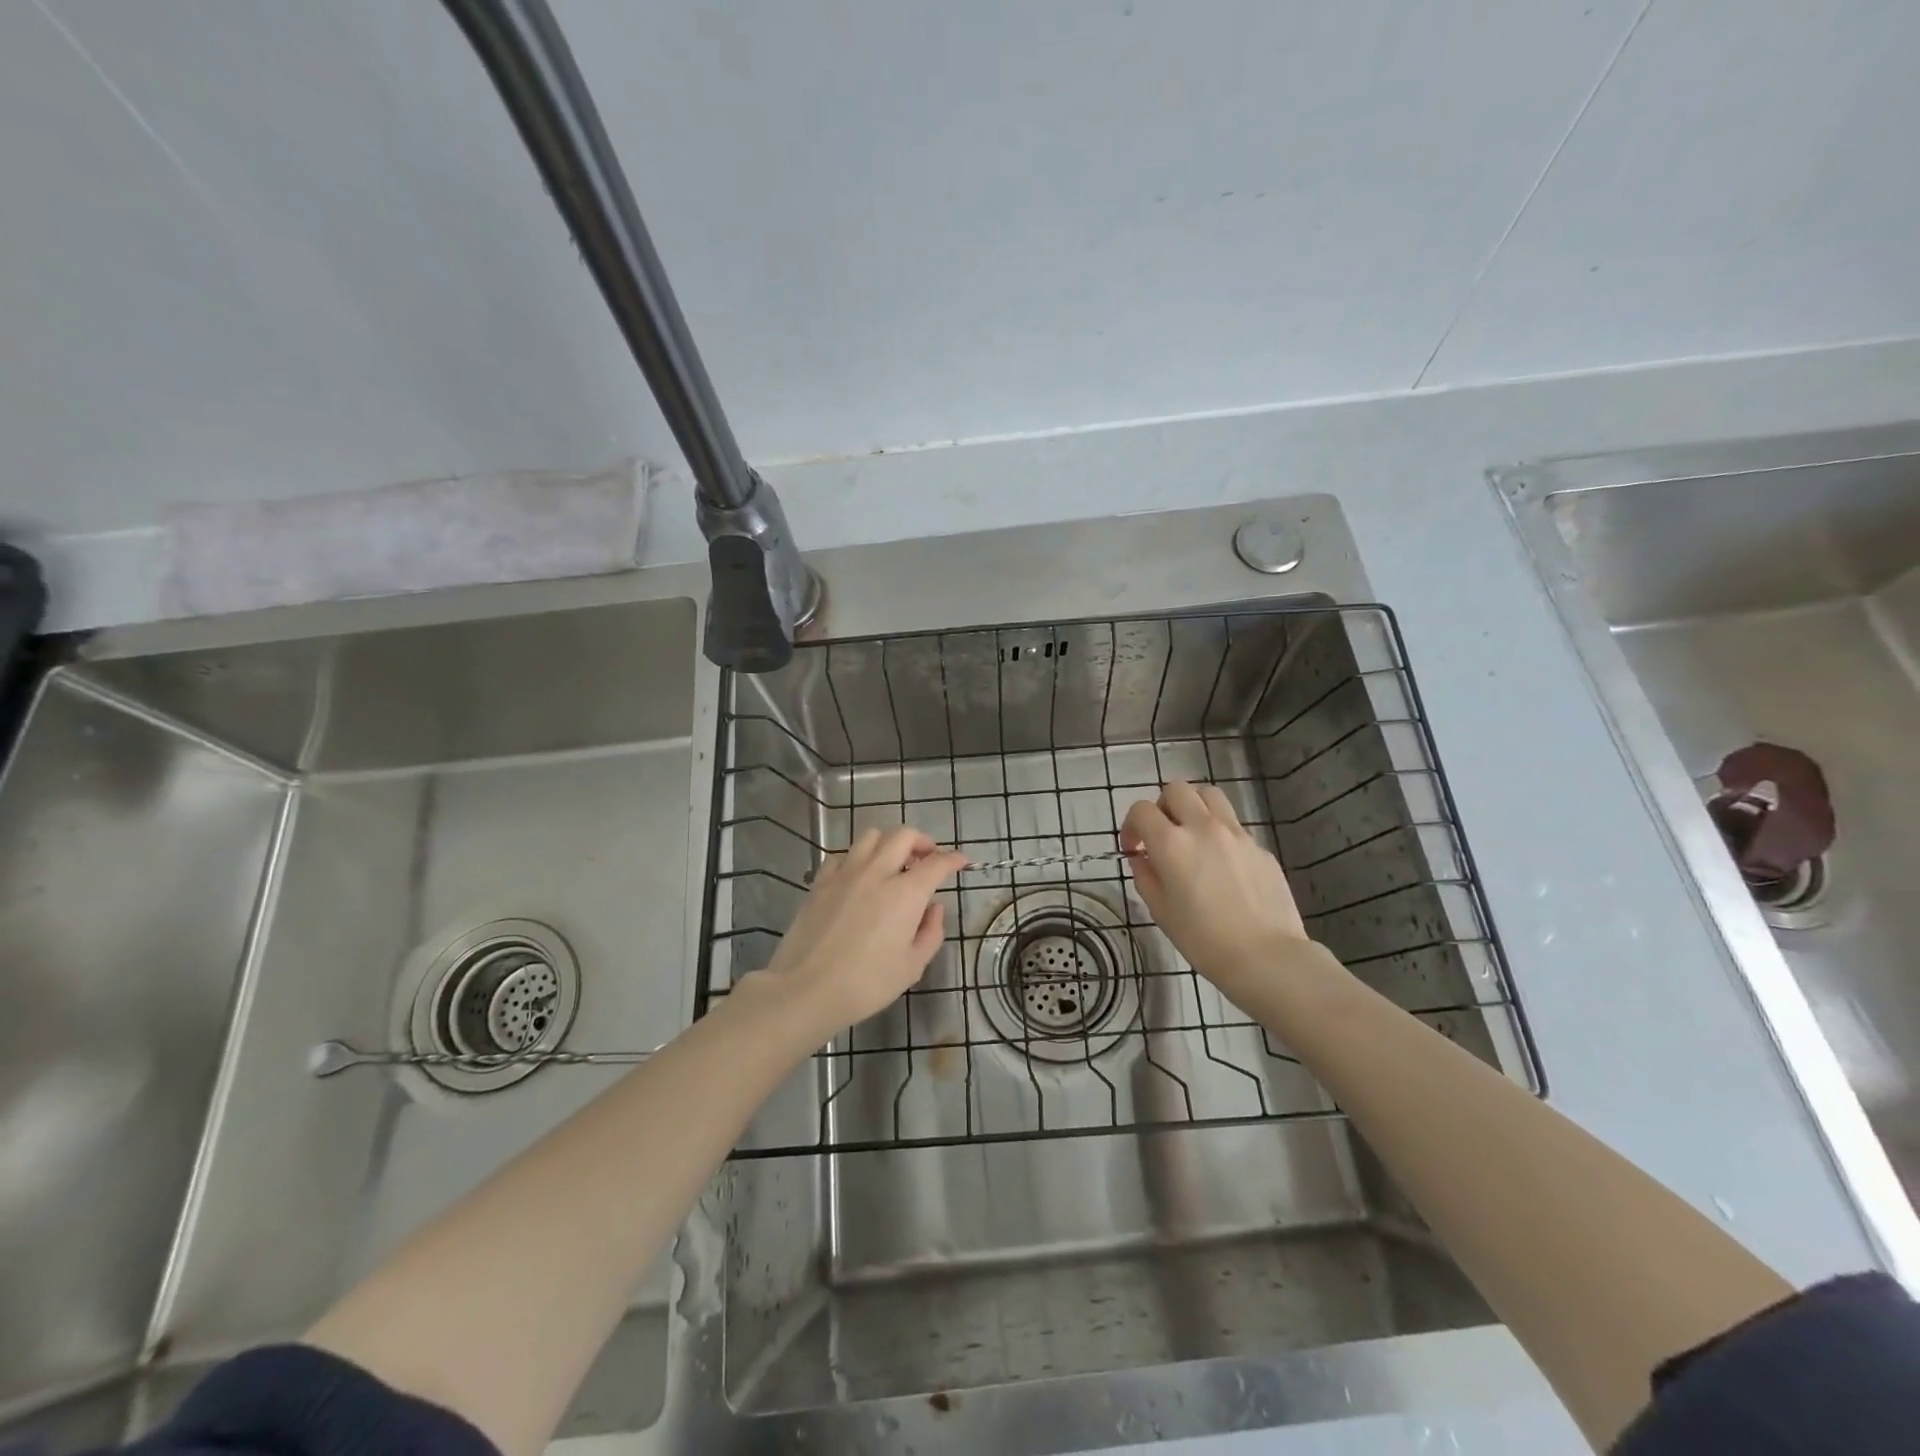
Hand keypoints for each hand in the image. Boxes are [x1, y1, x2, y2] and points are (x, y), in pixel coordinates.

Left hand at [753, 826, 966, 1043]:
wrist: (807, 989)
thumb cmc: (867, 984)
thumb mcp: (912, 966)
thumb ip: (931, 932)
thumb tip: (934, 908)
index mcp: (906, 893)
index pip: (937, 863)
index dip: (953, 859)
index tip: (961, 861)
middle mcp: (877, 873)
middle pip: (903, 836)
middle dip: (922, 842)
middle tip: (927, 859)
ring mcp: (846, 874)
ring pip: (871, 836)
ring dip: (888, 844)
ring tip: (893, 863)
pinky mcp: (821, 882)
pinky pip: (843, 855)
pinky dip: (857, 858)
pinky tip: (859, 875)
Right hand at [1121, 780, 1312, 999]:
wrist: (1266, 957)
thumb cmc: (1204, 940)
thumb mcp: (1160, 911)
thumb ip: (1146, 876)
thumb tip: (1143, 858)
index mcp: (1171, 844)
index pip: (1141, 810)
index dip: (1130, 825)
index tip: (1133, 849)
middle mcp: (1203, 827)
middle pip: (1176, 790)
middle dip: (1162, 807)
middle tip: (1162, 835)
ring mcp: (1236, 834)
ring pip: (1210, 795)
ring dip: (1194, 807)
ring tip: (1192, 835)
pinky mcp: (1259, 846)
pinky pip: (1233, 824)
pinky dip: (1220, 832)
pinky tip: (1222, 864)